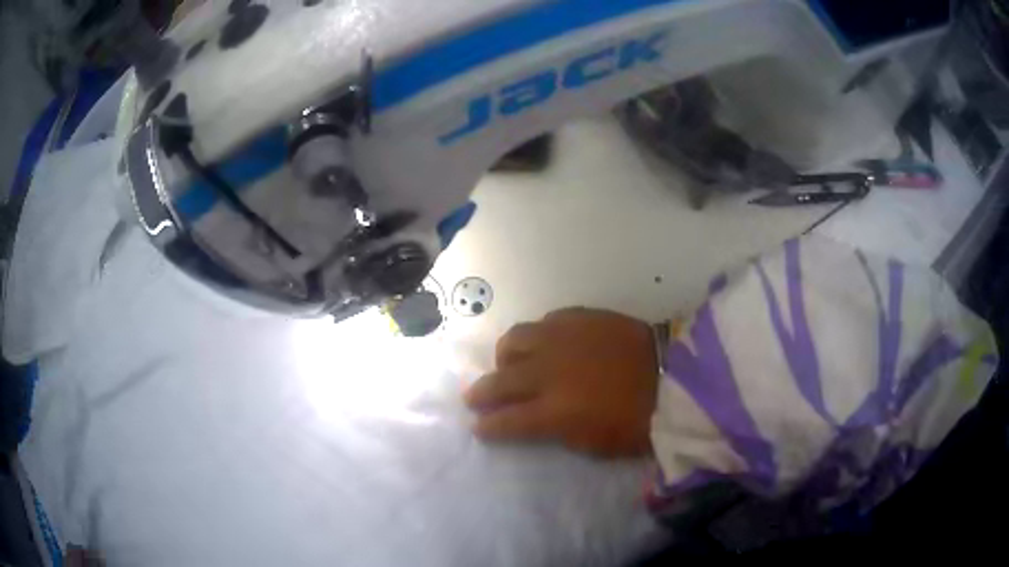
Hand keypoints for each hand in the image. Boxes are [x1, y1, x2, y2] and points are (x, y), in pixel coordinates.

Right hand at [464, 308, 658, 457]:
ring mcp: (563, 339)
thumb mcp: (593, 445)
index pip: (505, 421)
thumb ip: (556, 429)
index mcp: (553, 412)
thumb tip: (535, 418)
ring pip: (515, 340)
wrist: (676, 379)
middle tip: (474, 397)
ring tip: (509, 363)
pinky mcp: (581, 317)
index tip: (478, 427)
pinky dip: (539, 336)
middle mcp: (549, 372)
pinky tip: (547, 343)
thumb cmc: (638, 423)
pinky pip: (546, 322)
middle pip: (500, 380)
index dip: (487, 426)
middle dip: (481, 392)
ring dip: (505, 357)